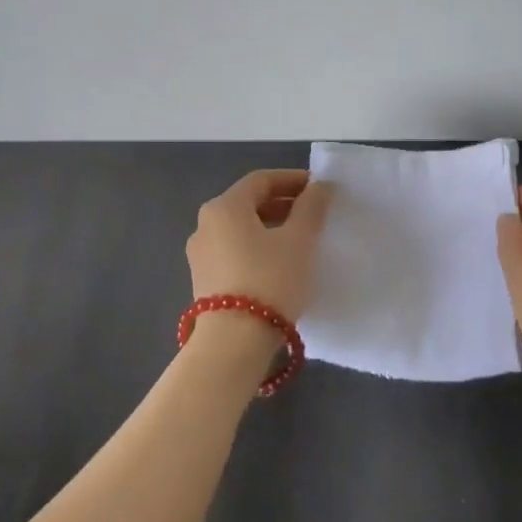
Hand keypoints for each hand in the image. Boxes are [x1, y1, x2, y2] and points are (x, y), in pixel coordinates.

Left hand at [186, 169, 334, 324]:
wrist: (234, 342)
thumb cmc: (270, 280)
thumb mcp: (299, 240)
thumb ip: (311, 208)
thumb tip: (320, 186)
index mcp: (224, 207)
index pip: (261, 180)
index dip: (292, 179)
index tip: (319, 188)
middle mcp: (205, 225)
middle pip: (248, 203)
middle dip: (282, 204)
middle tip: (313, 213)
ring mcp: (201, 255)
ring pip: (241, 229)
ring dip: (271, 227)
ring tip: (301, 239)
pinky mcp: (204, 281)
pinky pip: (234, 252)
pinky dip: (258, 248)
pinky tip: (280, 263)